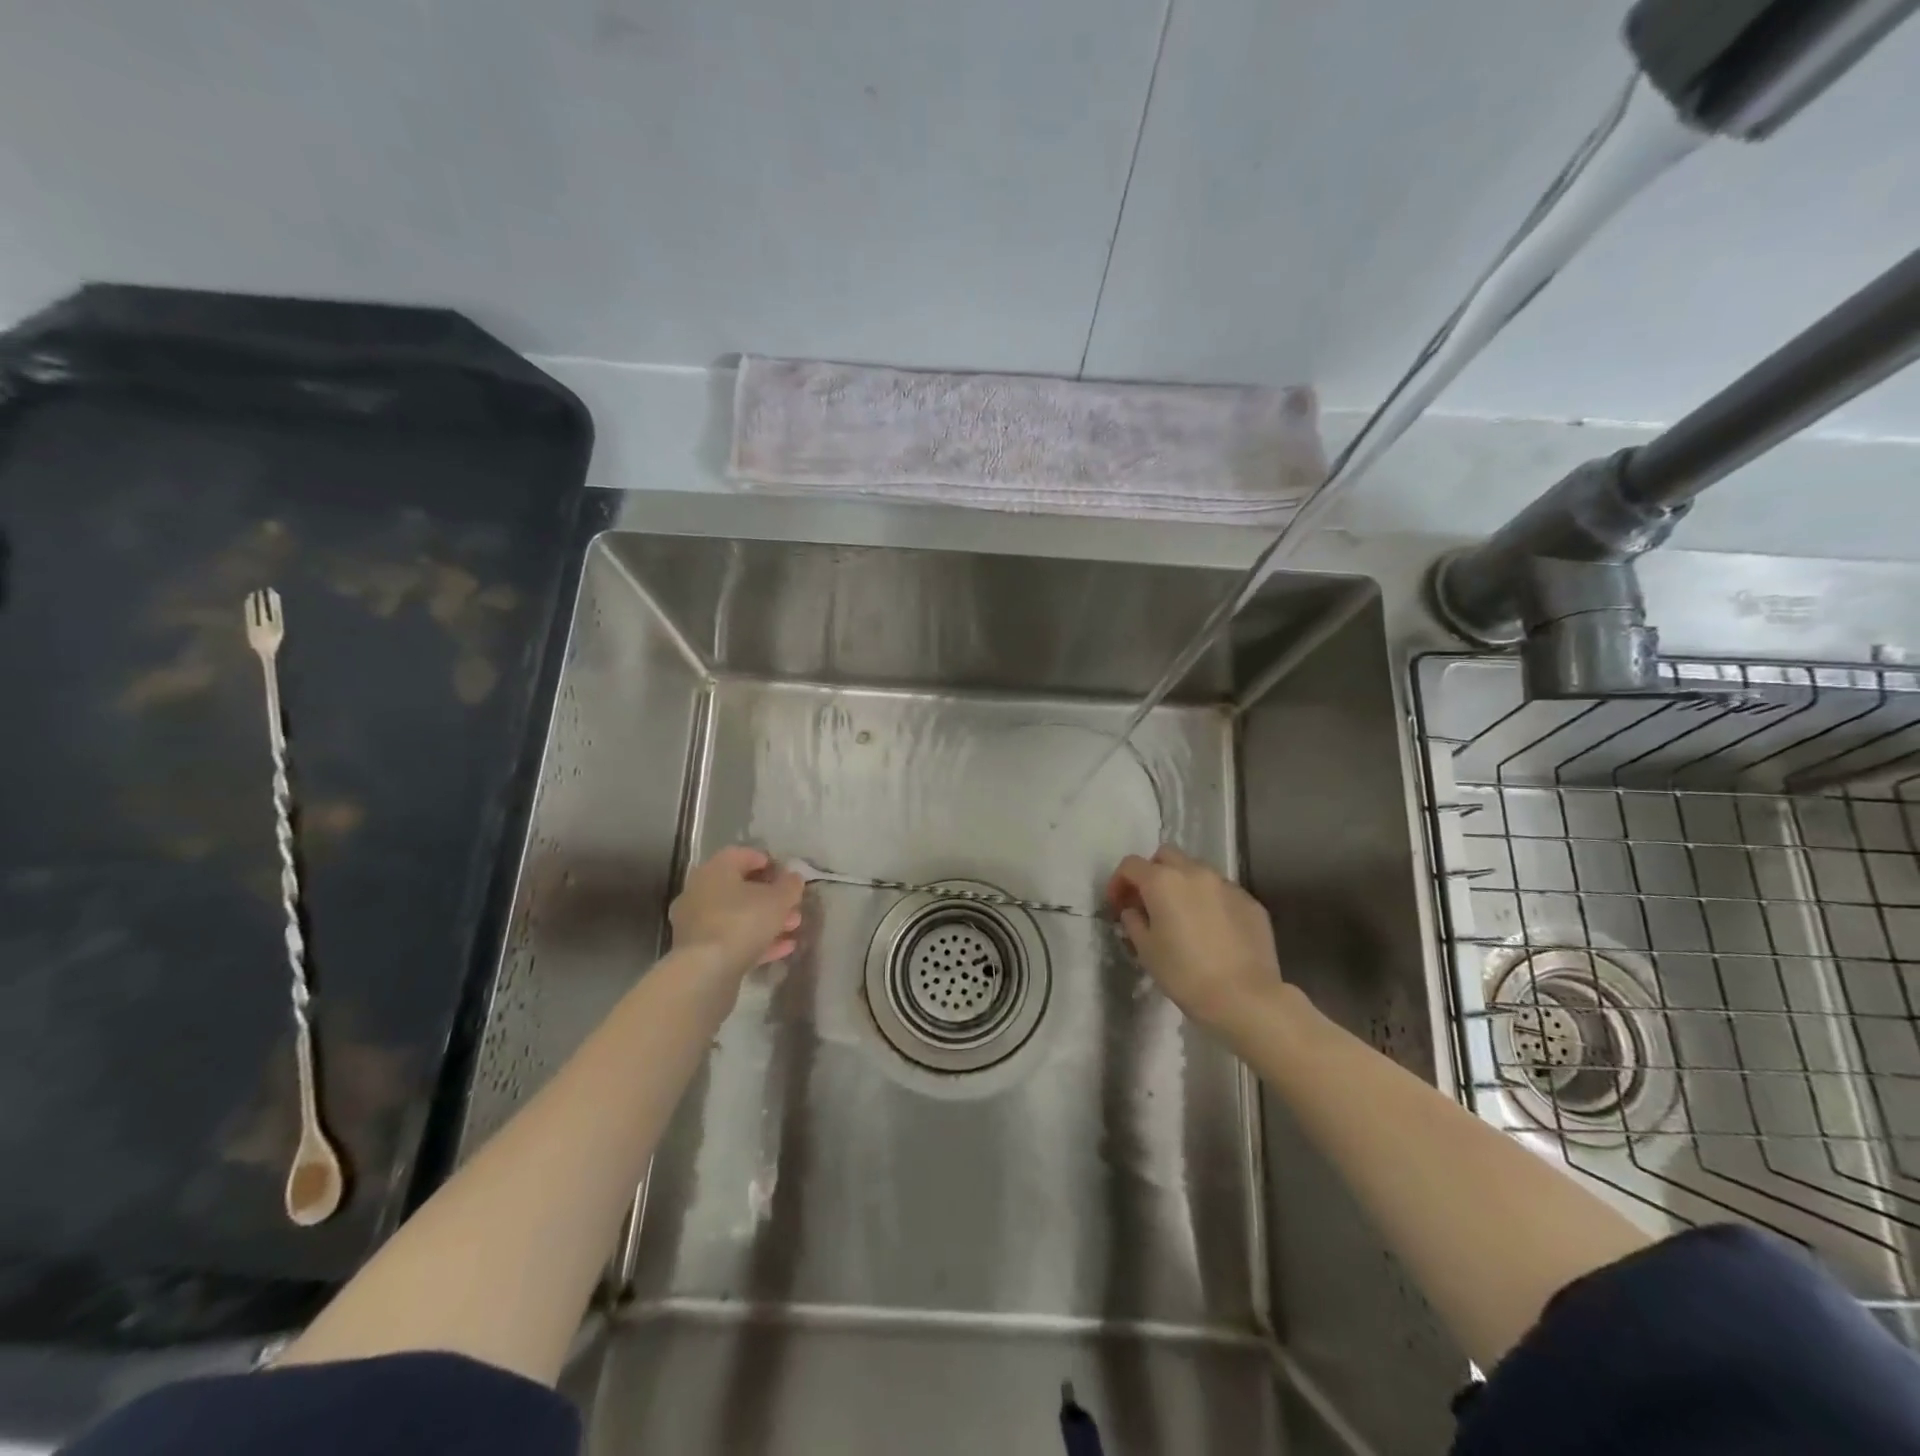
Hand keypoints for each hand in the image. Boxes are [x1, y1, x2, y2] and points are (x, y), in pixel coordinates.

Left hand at [669, 847, 803, 971]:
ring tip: (793, 928)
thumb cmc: (742, 922)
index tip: (787, 875)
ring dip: (766, 920)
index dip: (767, 861)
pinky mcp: (699, 951)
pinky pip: (732, 939)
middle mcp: (700, 891)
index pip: (741, 855)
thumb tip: (793, 878)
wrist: (705, 972)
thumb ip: (789, 885)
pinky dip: (756, 941)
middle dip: (771, 897)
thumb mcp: (778, 900)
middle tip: (794, 905)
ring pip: (737, 916)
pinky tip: (783, 948)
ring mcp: (696, 923)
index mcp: (715, 870)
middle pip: (740, 888)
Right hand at [1106, 845, 1284, 1033]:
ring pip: (1197, 870)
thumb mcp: (1146, 951)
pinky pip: (1222, 892)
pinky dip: (1210, 901)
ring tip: (1183, 915)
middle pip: (1165, 856)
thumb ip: (1134, 922)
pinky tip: (1212, 930)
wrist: (1245, 998)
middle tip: (1149, 902)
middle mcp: (1195, 872)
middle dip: (1152, 872)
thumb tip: (1134, 911)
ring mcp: (1226, 885)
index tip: (1118, 905)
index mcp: (1163, 881)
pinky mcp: (1250, 902)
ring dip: (1183, 884)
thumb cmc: (1185, 974)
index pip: (1131, 865)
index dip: (1118, 882)